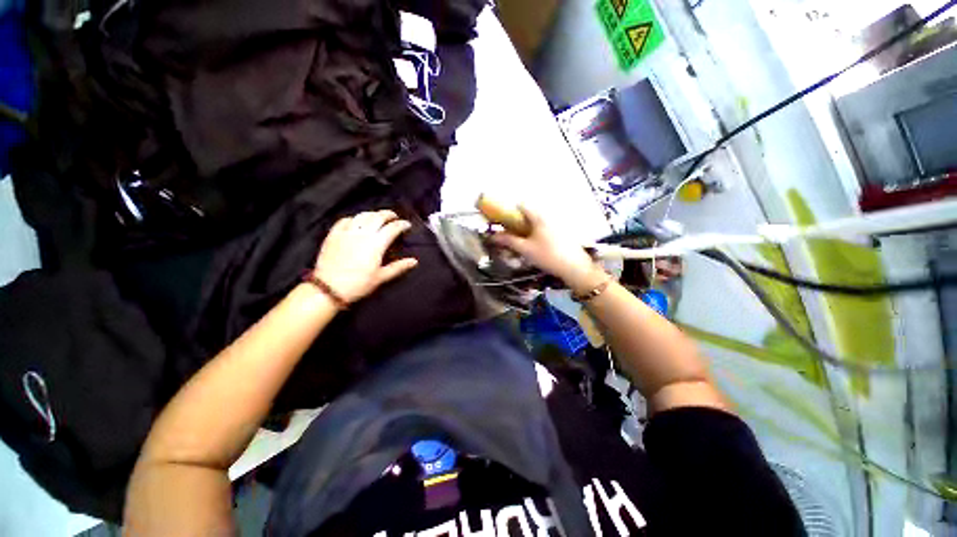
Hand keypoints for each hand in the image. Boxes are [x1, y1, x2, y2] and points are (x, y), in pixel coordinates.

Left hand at [313, 210, 418, 303]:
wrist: (329, 288)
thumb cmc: (359, 284)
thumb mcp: (381, 277)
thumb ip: (398, 267)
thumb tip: (414, 261)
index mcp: (377, 243)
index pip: (392, 228)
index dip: (402, 224)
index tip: (407, 225)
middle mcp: (363, 233)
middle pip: (378, 217)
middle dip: (388, 214)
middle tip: (394, 217)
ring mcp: (347, 232)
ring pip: (362, 215)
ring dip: (372, 214)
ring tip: (378, 217)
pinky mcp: (334, 235)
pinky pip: (345, 220)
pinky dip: (354, 218)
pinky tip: (357, 222)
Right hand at [490, 206, 604, 294]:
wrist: (574, 267)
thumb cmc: (547, 256)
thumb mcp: (525, 249)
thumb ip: (508, 240)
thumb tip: (493, 236)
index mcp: (539, 216)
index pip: (521, 205)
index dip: (509, 211)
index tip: (502, 222)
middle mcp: (549, 216)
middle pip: (529, 213)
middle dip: (517, 222)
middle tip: (510, 235)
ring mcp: (557, 224)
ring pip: (537, 221)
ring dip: (527, 228)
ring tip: (521, 242)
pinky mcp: (562, 232)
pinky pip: (545, 228)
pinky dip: (536, 233)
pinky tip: (536, 246)